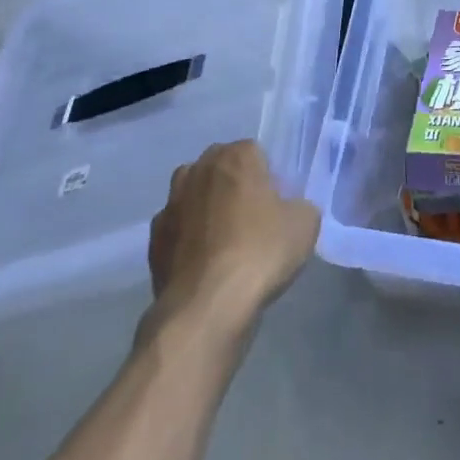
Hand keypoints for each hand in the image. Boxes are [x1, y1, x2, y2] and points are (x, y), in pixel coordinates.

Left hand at [146, 140, 319, 329]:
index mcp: (236, 156)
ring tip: (224, 242)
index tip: (276, 205)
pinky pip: (177, 230)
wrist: (206, 306)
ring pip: (193, 195)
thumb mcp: (305, 224)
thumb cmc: (260, 252)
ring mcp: (171, 203)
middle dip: (233, 186)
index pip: (255, 153)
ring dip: (205, 209)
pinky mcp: (153, 239)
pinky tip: (202, 264)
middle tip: (252, 220)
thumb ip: (298, 206)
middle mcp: (199, 170)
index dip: (267, 178)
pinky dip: (187, 240)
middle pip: (220, 168)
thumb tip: (288, 211)